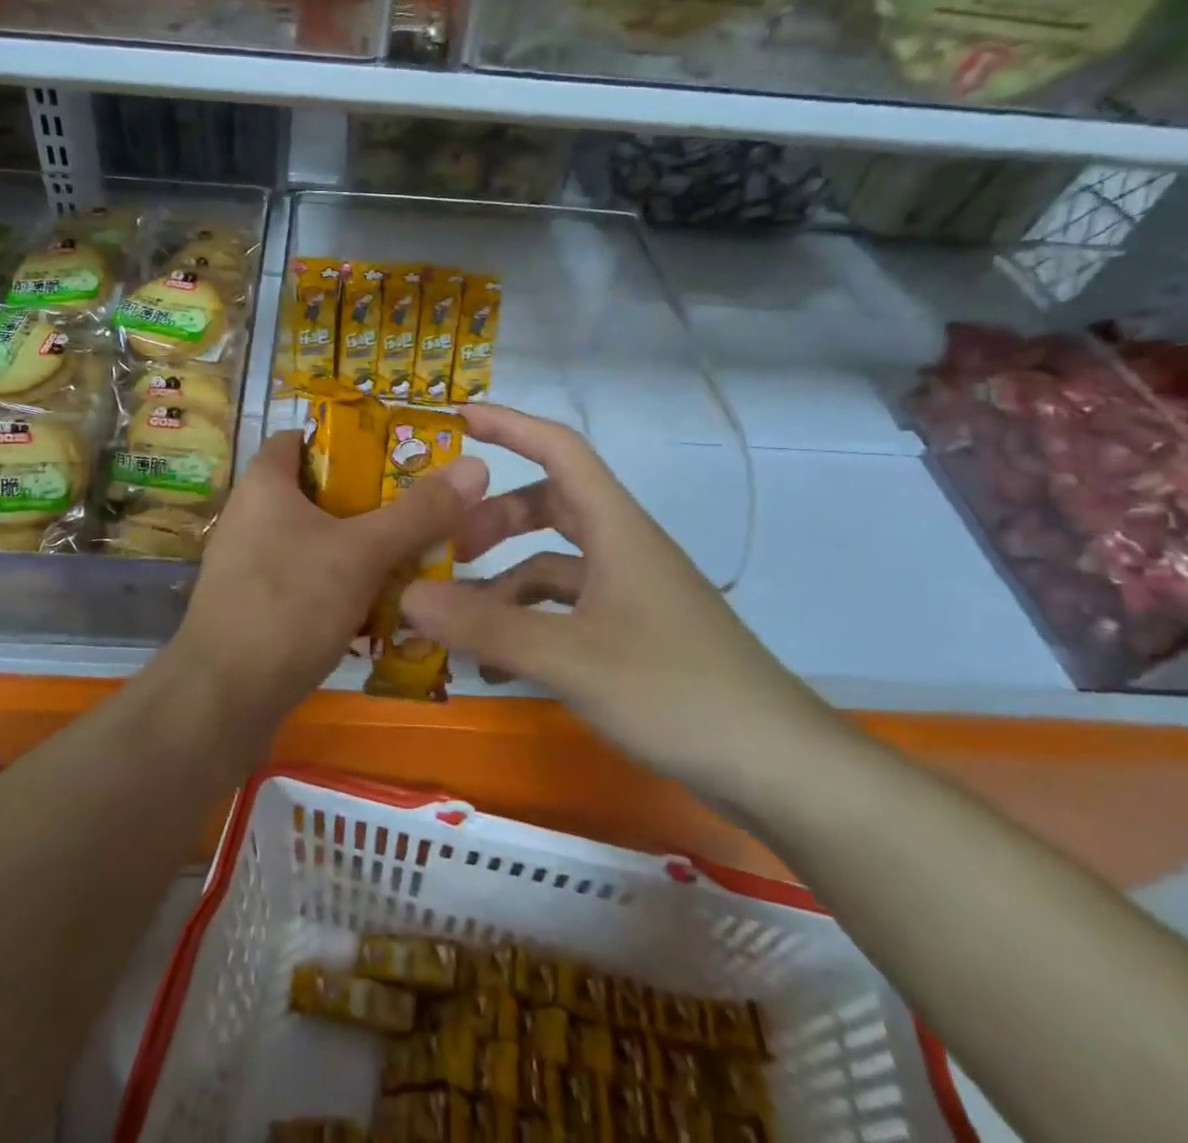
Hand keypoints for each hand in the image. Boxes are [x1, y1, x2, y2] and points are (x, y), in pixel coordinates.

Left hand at [172, 428, 489, 716]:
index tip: (400, 456)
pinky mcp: (259, 607)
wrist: (222, 701)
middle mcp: (253, 516)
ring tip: (418, 558)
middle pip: (322, 492)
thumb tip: (476, 466)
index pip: (305, 438)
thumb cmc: (288, 605)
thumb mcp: (361, 553)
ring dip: (365, 549)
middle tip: (425, 511)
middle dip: (373, 502)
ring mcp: (253, 565)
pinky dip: (346, 586)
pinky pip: (311, 581)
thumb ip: (418, 512)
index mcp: (265, 484)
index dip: (351, 440)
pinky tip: (385, 607)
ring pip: (321, 542)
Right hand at [399, 406, 838, 800]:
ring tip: (457, 619)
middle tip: (447, 545)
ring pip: (555, 565)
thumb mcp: (570, 658)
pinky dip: (530, 623)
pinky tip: (499, 663)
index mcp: (617, 529)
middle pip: (551, 506)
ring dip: (506, 581)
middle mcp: (624, 549)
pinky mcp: (636, 635)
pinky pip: (569, 610)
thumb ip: (486, 626)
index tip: (458, 419)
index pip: (560, 450)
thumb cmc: (676, 692)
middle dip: (495, 518)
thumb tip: (407, 596)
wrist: (780, 768)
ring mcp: (632, 594)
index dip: (510, 426)